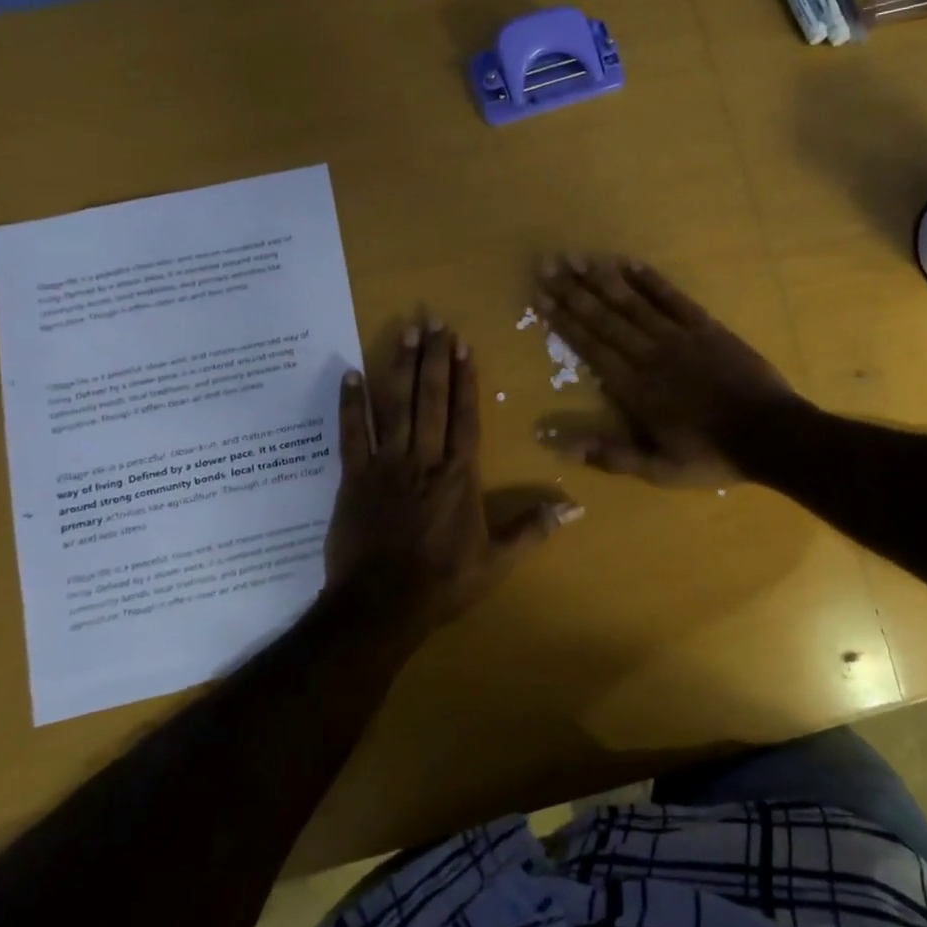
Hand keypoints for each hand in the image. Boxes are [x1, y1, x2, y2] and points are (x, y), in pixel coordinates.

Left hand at [324, 316, 581, 638]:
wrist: (380, 606)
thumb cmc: (443, 583)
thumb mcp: (497, 562)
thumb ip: (533, 528)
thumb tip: (576, 507)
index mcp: (459, 476)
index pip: (465, 416)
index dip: (465, 379)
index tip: (463, 345)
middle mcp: (425, 459)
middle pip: (431, 400)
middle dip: (434, 358)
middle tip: (433, 319)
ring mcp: (386, 465)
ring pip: (395, 406)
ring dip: (400, 367)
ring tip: (404, 331)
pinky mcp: (353, 478)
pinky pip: (352, 435)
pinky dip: (350, 405)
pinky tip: (350, 374)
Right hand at [534, 255, 802, 486]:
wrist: (771, 434)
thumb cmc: (712, 456)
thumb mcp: (659, 470)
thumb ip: (611, 455)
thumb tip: (560, 446)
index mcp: (635, 389)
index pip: (591, 348)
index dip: (564, 321)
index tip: (540, 297)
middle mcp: (650, 355)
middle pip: (605, 318)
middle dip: (573, 291)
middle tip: (547, 264)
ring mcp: (679, 337)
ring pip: (634, 302)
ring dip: (603, 279)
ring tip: (577, 257)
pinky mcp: (706, 327)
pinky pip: (673, 298)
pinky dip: (651, 280)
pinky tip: (630, 262)